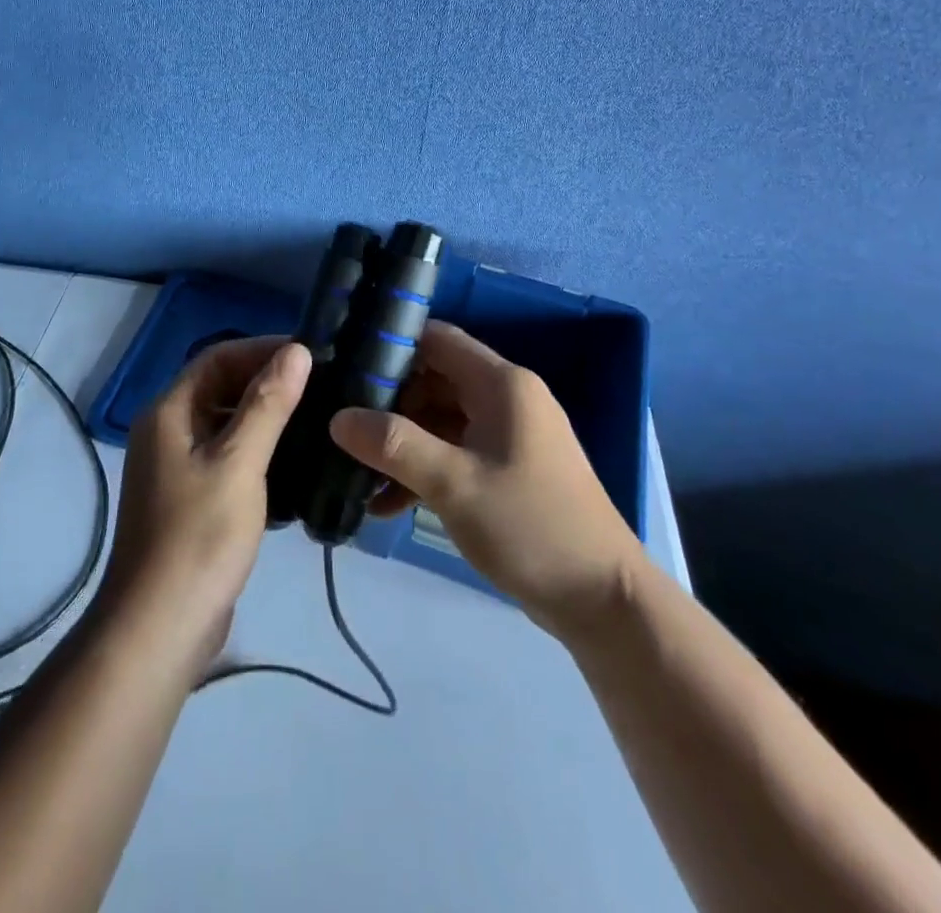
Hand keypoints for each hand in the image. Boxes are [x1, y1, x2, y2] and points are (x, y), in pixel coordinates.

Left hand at [99, 337, 311, 666]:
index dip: (262, 349)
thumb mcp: (239, 463)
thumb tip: (297, 350)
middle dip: (267, 383)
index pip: (217, 357)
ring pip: (226, 425)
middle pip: (220, 388)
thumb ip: (267, 404)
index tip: (310, 354)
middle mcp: (167, 432)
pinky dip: (259, 454)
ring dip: (266, 419)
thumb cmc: (199, 537)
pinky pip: (228, 459)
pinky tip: (296, 466)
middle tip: (321, 387)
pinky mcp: (191, 500)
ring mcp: (177, 468)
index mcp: (168, 412)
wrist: (159, 630)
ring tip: (317, 420)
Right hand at [329, 322, 640, 638]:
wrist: (603, 601)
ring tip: (357, 474)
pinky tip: (388, 505)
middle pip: (434, 380)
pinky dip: (424, 470)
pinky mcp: (508, 469)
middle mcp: (507, 398)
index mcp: (501, 384)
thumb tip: (337, 418)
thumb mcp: (453, 484)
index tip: (347, 370)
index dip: (391, 347)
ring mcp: (509, 435)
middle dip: (388, 404)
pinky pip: (456, 453)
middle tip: (344, 428)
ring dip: (402, 445)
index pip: (436, 340)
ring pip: (441, 421)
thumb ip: (393, 445)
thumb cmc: (530, 526)